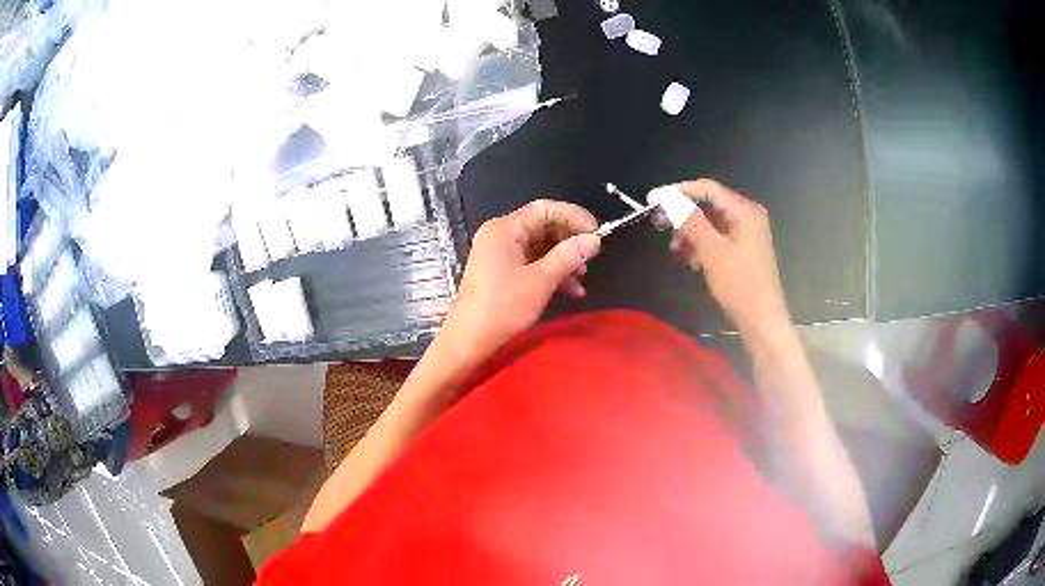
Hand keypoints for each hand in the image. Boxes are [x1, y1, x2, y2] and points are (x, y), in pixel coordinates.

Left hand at [446, 199, 601, 348]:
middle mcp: (500, 235)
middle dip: (570, 241)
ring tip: (583, 277)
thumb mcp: (540, 281)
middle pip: (543, 226)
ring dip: (564, 260)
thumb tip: (594, 240)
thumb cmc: (502, 307)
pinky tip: (571, 290)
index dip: (574, 217)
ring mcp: (500, 254)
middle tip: (592, 256)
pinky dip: (551, 273)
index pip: (545, 209)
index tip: (597, 232)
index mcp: (504, 229)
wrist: (469, 340)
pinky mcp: (501, 272)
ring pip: (540, 247)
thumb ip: (569, 256)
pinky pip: (532, 263)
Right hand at [669, 179, 789, 332]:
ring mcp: (746, 234)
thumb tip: (668, 199)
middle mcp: (747, 216)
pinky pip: (717, 238)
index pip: (708, 189)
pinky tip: (691, 261)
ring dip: (691, 233)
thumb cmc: (740, 285)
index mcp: (745, 211)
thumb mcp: (712, 251)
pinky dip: (702, 245)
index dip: (679, 191)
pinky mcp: (743, 250)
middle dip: (684, 215)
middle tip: (661, 227)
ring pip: (711, 223)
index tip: (653, 200)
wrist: (762, 321)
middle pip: (709, 205)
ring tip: (676, 251)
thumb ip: (690, 221)